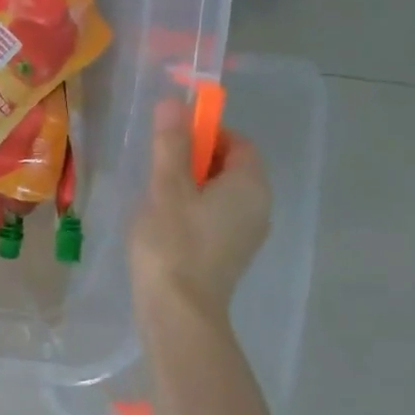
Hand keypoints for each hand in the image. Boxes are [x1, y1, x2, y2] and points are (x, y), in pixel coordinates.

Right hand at [128, 96, 271, 338]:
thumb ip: (171, 144)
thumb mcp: (167, 187)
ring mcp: (247, 233)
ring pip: (221, 193)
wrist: (178, 311)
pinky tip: (164, 224)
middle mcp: (259, 206)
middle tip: (158, 170)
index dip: (206, 133)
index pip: (238, 142)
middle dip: (195, 159)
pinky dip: (194, 210)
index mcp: (250, 186)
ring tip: (155, 197)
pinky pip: (216, 217)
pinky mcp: (230, 253)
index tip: (171, 142)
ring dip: (191, 186)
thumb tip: (174, 103)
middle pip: (231, 167)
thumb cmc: (173, 243)